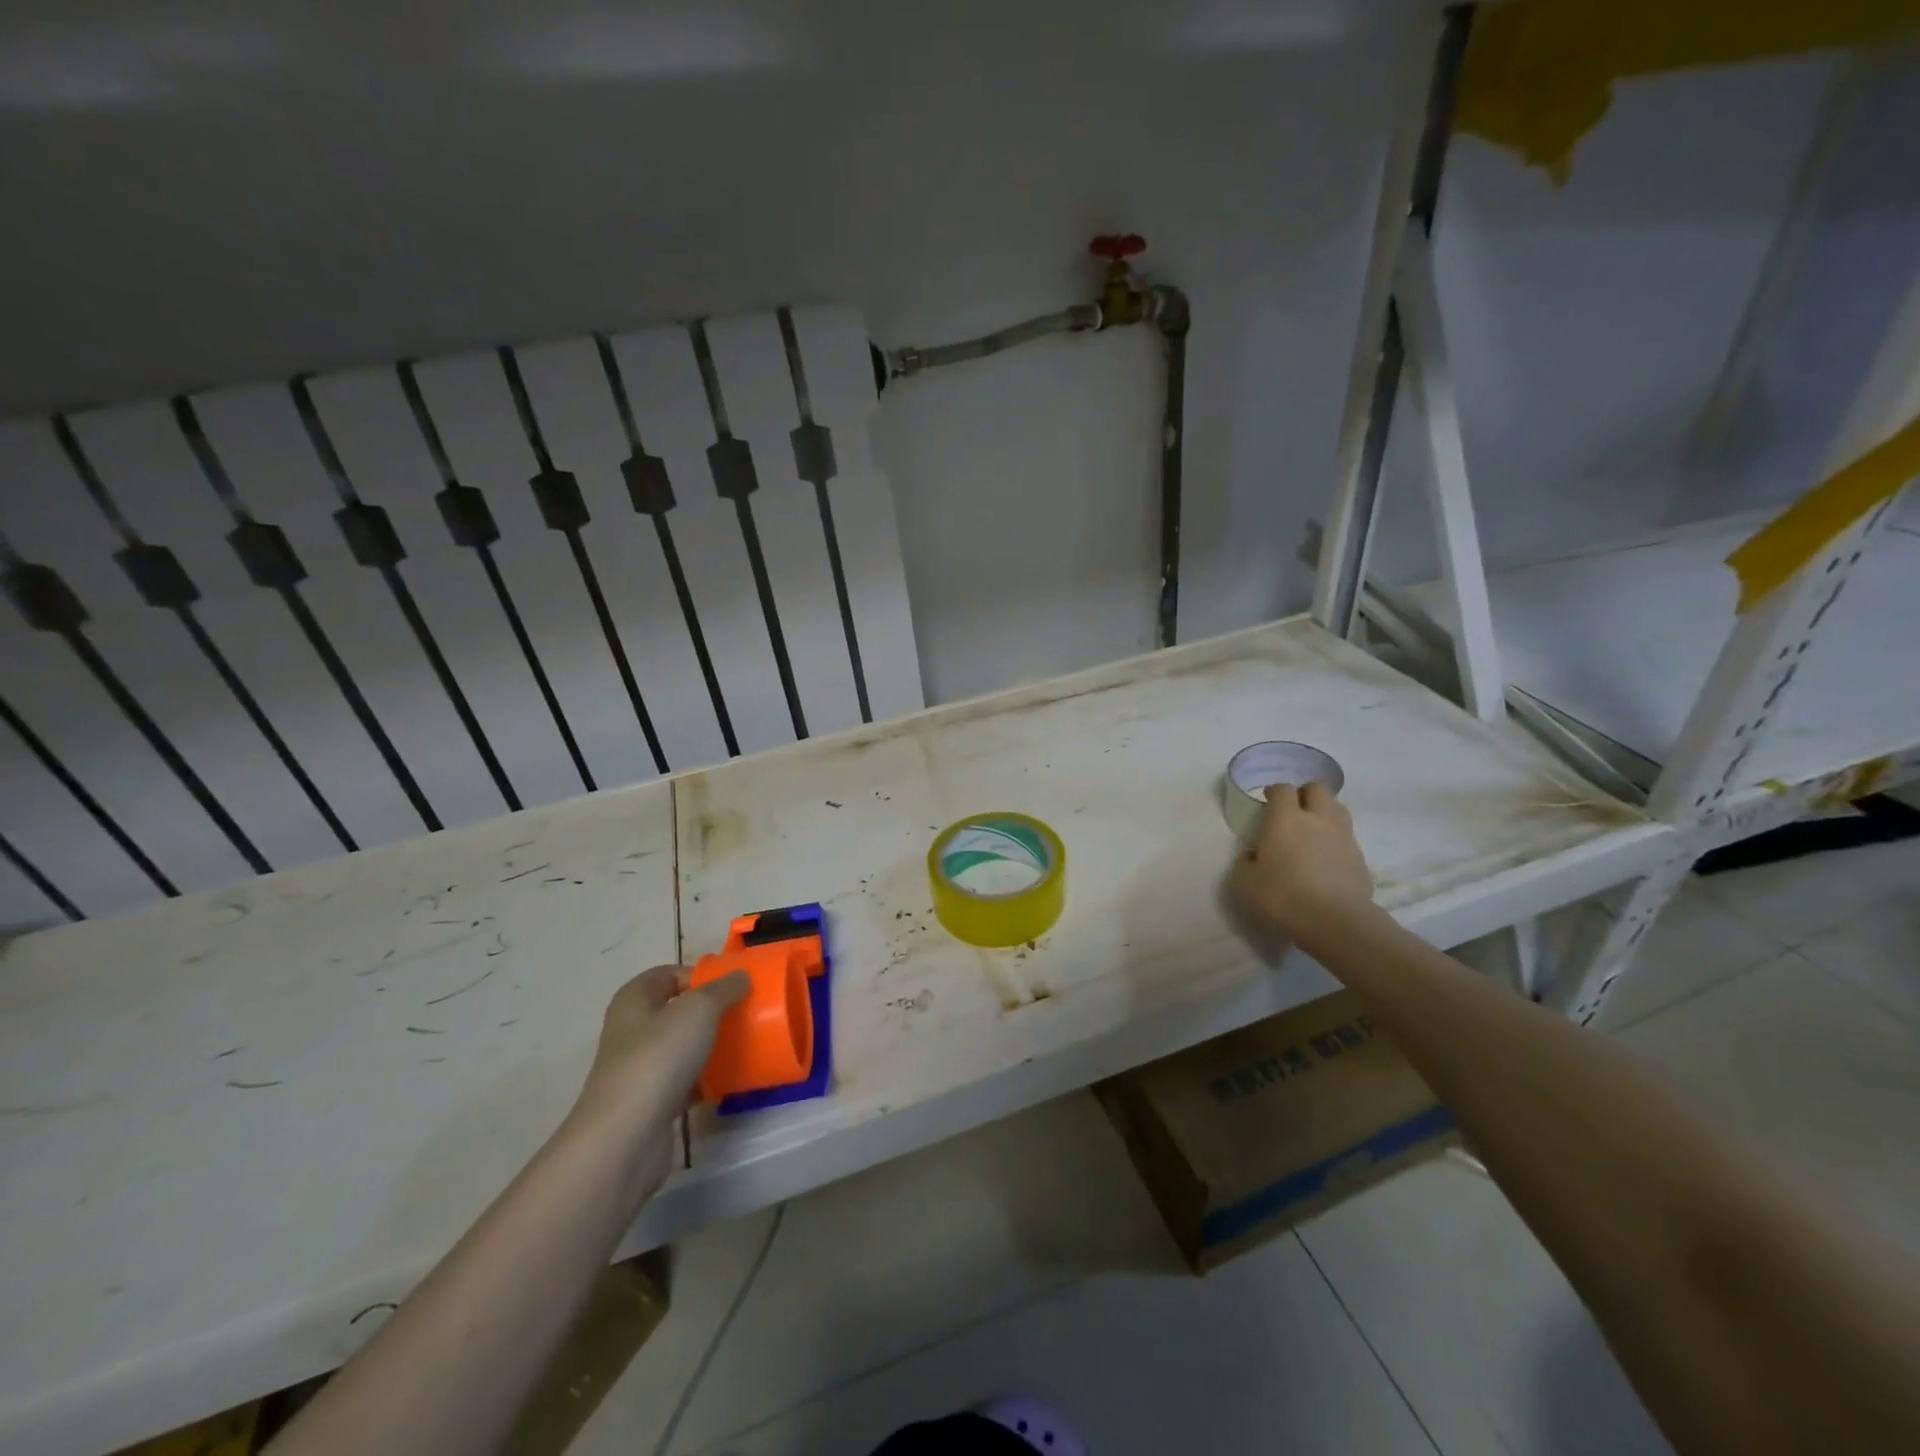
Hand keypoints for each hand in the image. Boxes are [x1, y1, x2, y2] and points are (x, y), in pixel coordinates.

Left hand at [565, 965, 747, 1194]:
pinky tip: (731, 1081)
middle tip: (745, 1013)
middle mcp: (632, 1031)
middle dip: (711, 1011)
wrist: (626, 1138)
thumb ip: (723, 989)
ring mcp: (639, 1069)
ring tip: (745, 1044)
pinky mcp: (650, 1103)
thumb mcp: (699, 1009)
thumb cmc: (658, 1058)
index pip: (669, 974)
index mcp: (635, 1000)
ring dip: (710, 1046)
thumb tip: (741, 976)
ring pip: (682, 1048)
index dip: (700, 975)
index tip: (734, 985)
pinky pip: (685, 1082)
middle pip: (677, 1011)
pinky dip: (706, 1081)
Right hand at [1229, 782, 1374, 936]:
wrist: (1335, 922)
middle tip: (1293, 811)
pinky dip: (1336, 838)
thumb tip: (1253, 855)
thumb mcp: (1244, 883)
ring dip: (1324, 812)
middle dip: (1304, 794)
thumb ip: (1245, 862)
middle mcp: (1317, 818)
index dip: (1274, 792)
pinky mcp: (1360, 857)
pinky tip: (1326, 857)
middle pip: (1317, 789)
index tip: (1267, 802)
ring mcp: (1343, 836)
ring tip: (1312, 830)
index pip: (1282, 789)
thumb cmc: (1282, 897)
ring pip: (1337, 808)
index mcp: (1285, 818)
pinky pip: (1346, 836)